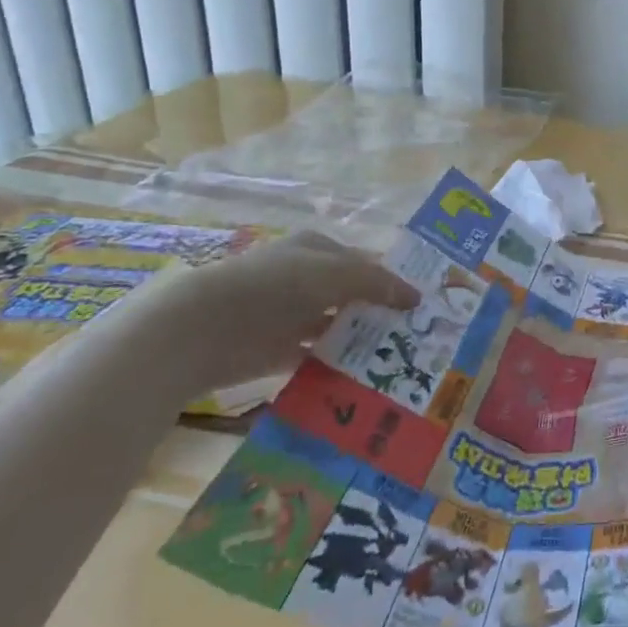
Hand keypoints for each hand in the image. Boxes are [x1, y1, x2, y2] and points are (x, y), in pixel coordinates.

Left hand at [117, 230, 418, 398]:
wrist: (203, 328)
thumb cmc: (276, 285)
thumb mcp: (338, 273)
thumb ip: (379, 283)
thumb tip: (418, 297)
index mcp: (318, 249)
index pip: (366, 262)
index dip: (394, 280)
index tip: (424, 304)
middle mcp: (306, 279)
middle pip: (354, 295)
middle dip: (383, 312)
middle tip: (420, 334)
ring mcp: (291, 315)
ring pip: (339, 326)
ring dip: (363, 340)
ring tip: (400, 359)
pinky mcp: (278, 350)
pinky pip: (319, 357)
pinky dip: (339, 366)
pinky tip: (366, 377)